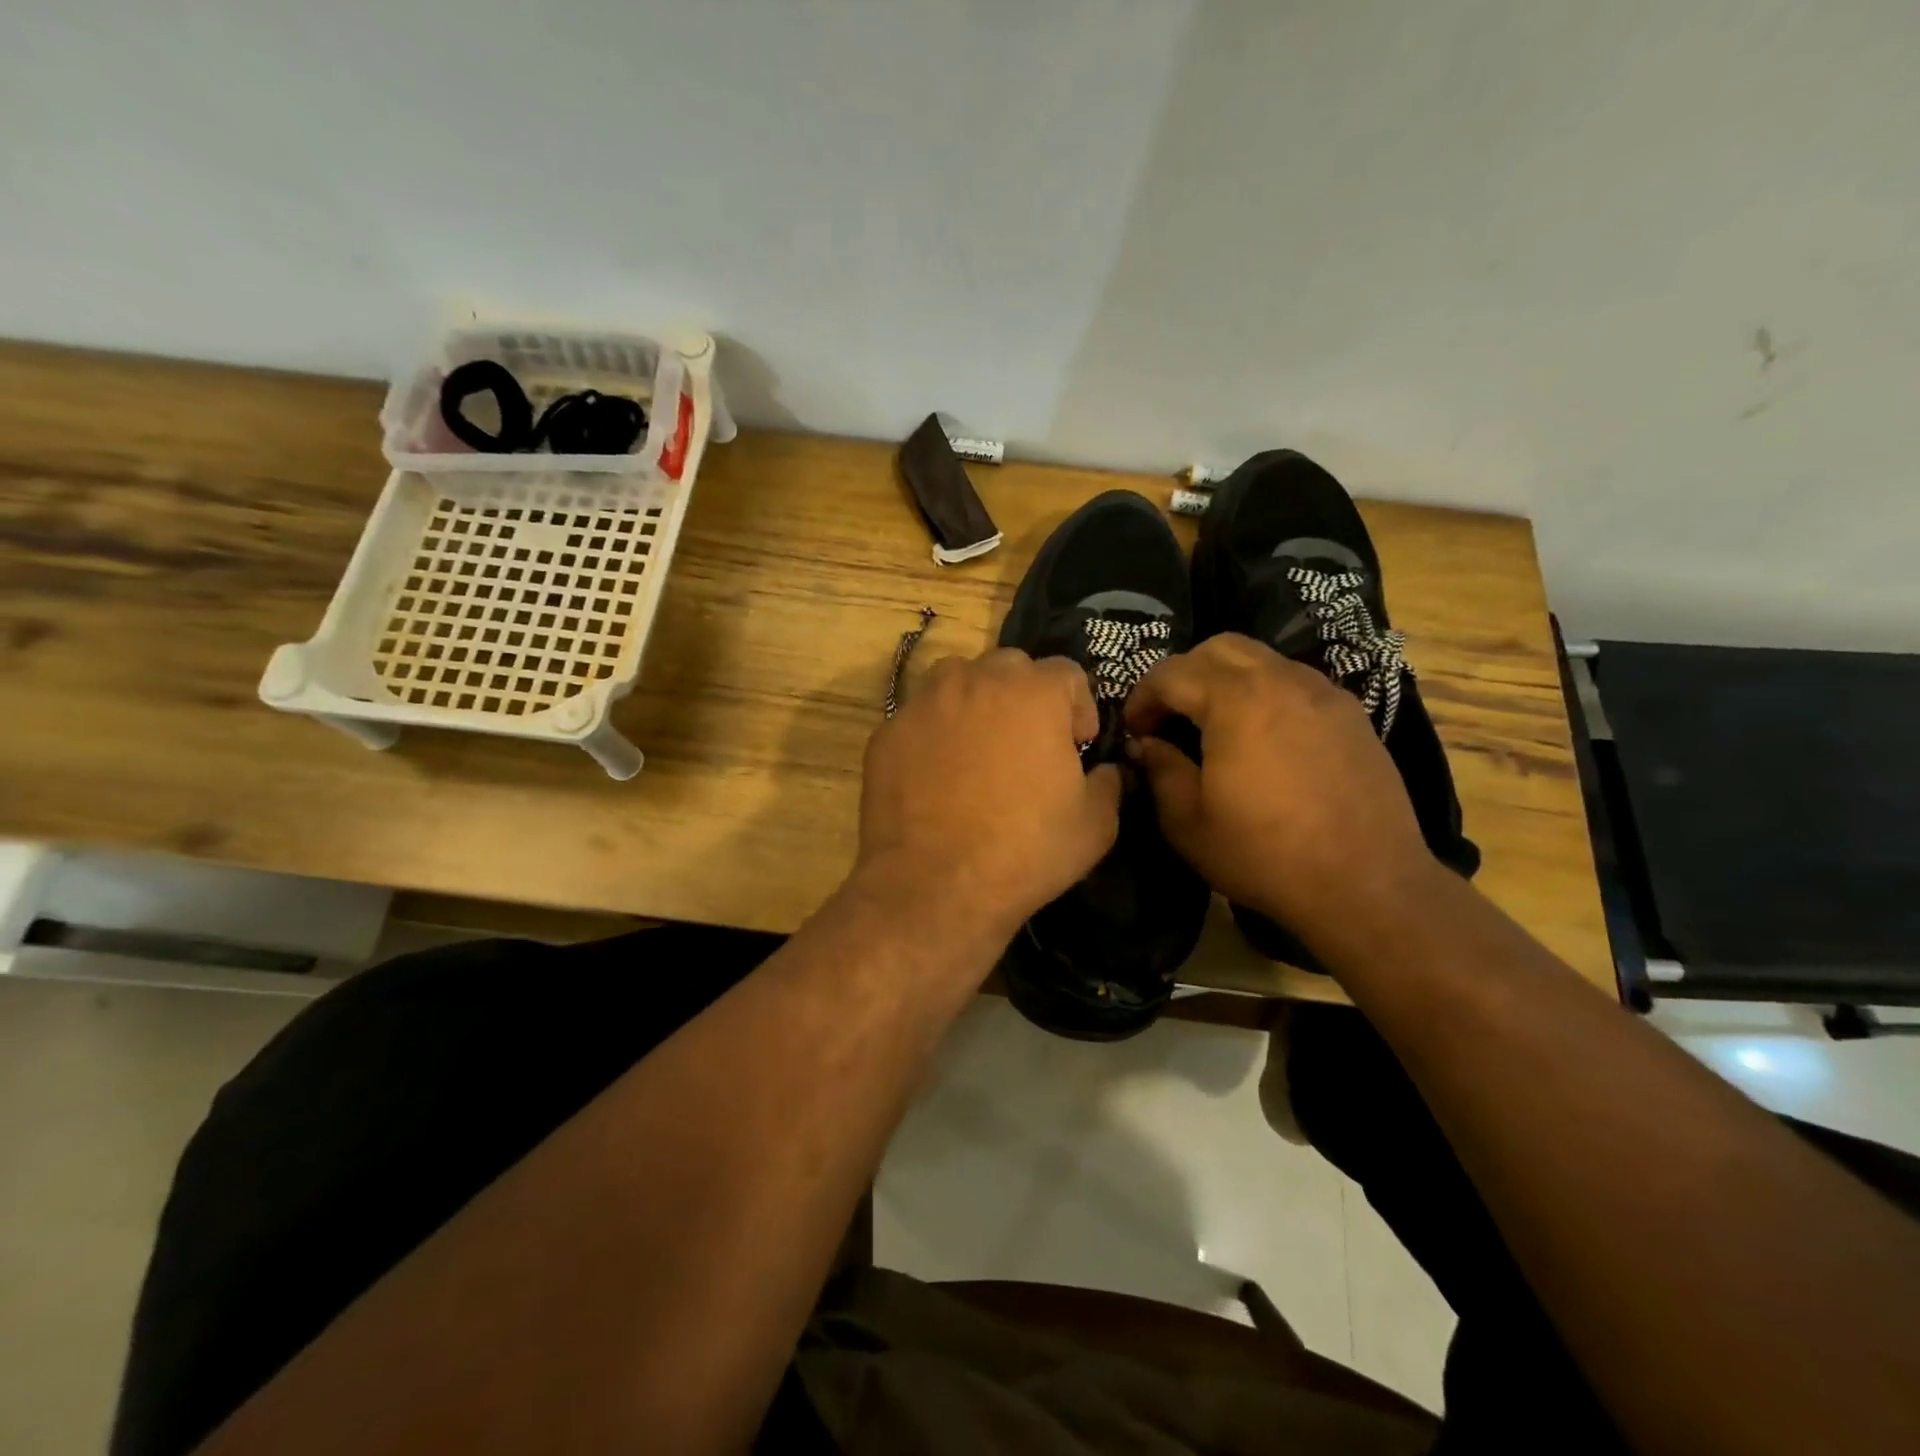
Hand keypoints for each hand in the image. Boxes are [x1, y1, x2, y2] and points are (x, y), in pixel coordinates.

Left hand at [856, 649, 1121, 942]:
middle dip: (1026, 696)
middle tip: (1027, 743)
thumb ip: (1108, 783)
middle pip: (1010, 667)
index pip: (1067, 673)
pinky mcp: (888, 733)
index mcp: (1035, 692)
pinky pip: (920, 718)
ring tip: (978, 747)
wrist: (935, 885)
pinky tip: (936, 775)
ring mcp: (925, 703)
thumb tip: (1103, 771)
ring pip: (957, 680)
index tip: (1077, 745)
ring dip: (975, 701)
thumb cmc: (1025, 850)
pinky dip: (934, 733)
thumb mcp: (1095, 824)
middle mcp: (977, 681)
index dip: (1079, 707)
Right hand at [1123, 634, 1437, 939]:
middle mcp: (1281, 681)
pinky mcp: (1351, 714)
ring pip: (1261, 659)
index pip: (1171, 672)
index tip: (1135, 731)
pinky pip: (1295, 683)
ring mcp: (1323, 693)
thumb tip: (1145, 744)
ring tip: (1214, 725)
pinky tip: (1262, 738)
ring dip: (1226, 679)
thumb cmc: (1264, 855)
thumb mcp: (1188, 822)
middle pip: (1218, 648)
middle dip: (1183, 674)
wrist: (1367, 884)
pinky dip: (1265, 693)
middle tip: (1170, 717)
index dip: (1142, 697)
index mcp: (1235, 701)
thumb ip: (1159, 770)